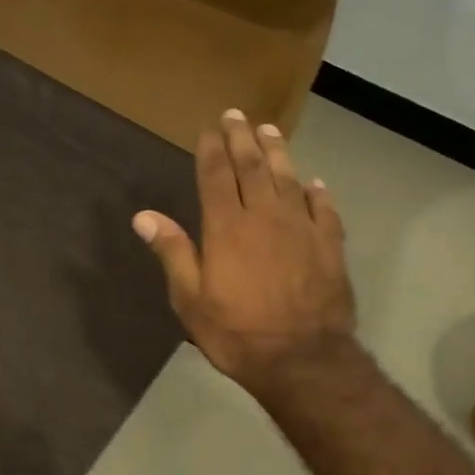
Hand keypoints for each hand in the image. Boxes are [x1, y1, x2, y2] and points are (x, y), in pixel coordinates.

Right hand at [133, 110, 355, 398]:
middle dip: (242, 138)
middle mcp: (265, 216)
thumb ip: (173, 253)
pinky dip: (317, 192)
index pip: (217, 175)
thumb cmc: (238, 333)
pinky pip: (324, 209)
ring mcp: (302, 228)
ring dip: (278, 152)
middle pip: (253, 167)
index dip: (212, 149)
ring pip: (289, 179)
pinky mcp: (330, 245)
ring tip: (269, 130)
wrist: (302, 359)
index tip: (209, 128)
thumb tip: (144, 216)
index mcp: (227, 227)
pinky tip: (314, 183)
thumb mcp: (191, 300)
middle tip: (236, 115)